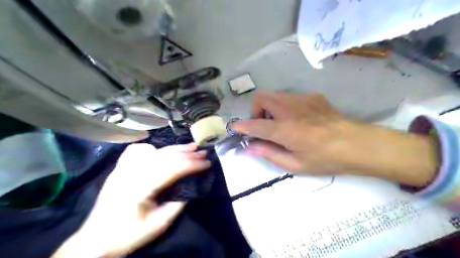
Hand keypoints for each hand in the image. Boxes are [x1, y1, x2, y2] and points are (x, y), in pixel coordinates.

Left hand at [53, 143, 209, 257]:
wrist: (94, 240)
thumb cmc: (127, 235)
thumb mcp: (158, 225)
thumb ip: (177, 204)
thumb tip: (191, 187)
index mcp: (141, 187)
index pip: (173, 168)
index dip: (192, 165)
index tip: (207, 163)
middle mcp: (132, 172)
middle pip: (165, 156)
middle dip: (188, 154)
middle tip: (203, 152)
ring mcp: (124, 168)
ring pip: (155, 151)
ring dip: (175, 149)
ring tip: (191, 147)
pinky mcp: (120, 168)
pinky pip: (138, 150)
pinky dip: (153, 148)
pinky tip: (160, 151)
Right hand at [234, 91, 437, 185]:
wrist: (359, 144)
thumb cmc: (326, 159)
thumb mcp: (296, 164)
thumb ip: (269, 153)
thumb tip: (250, 147)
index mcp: (285, 129)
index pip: (255, 124)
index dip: (242, 125)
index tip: (235, 127)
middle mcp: (290, 109)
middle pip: (262, 97)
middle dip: (256, 111)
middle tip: (264, 126)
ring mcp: (302, 99)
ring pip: (275, 95)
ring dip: (269, 108)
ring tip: (281, 123)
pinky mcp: (312, 96)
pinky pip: (289, 97)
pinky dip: (284, 106)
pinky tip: (298, 119)